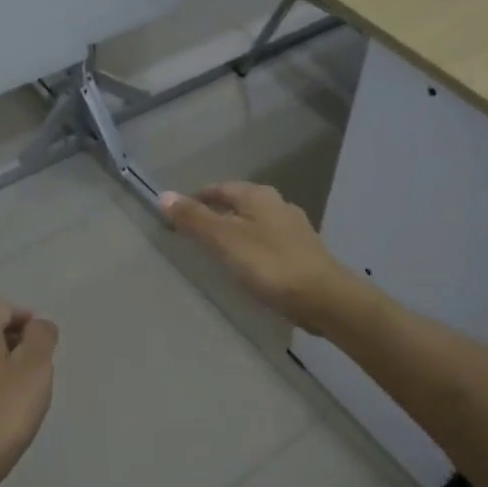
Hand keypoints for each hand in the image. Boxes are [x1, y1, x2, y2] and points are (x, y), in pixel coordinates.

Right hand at [158, 183, 351, 331]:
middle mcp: (279, 205)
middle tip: (196, 231)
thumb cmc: (270, 264)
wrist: (324, 297)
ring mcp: (295, 229)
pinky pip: (270, 242)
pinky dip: (254, 247)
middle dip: (219, 213)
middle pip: (241, 203)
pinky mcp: (304, 252)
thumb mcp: (225, 240)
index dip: (199, 198)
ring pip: (257, 222)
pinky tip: (249, 265)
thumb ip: (195, 219)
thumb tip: (164, 195)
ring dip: (237, 230)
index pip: (221, 188)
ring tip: (219, 249)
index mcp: (259, 196)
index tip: (181, 212)